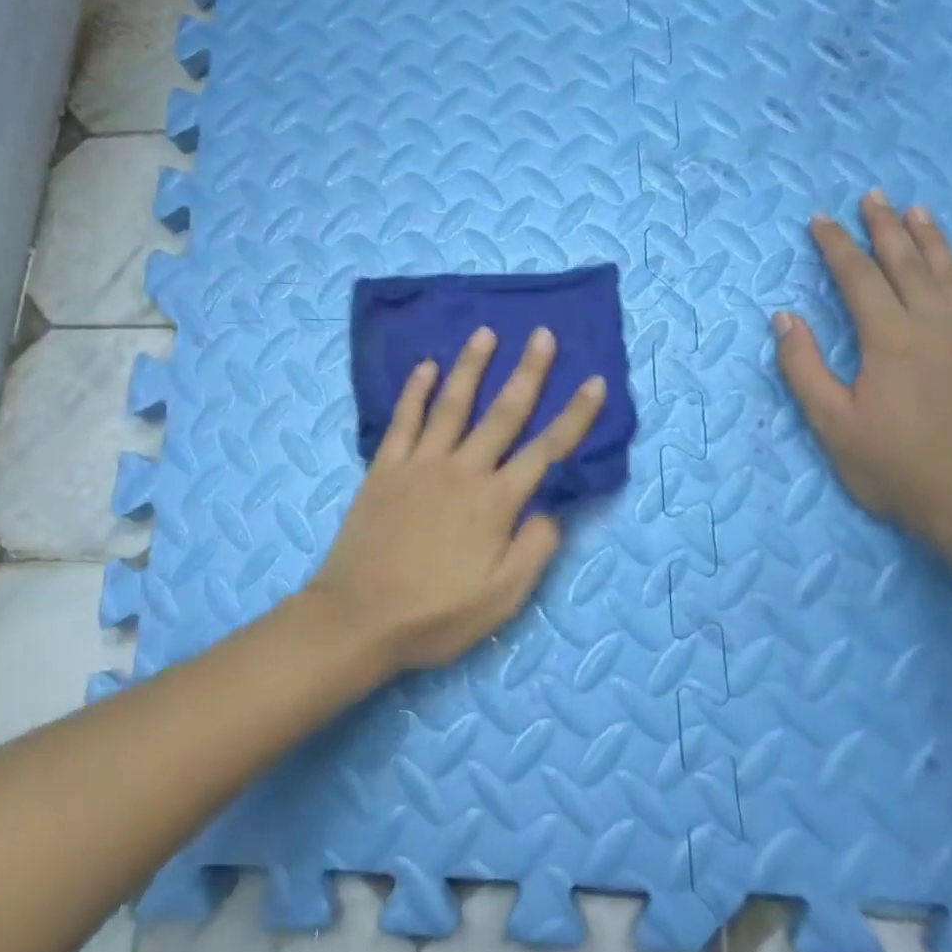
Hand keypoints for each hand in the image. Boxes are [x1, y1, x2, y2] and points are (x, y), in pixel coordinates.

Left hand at [309, 326, 606, 671]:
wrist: (358, 618)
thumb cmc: (435, 615)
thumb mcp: (501, 599)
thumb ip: (534, 550)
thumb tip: (552, 510)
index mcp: (495, 502)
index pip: (547, 450)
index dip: (575, 416)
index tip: (594, 382)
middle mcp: (462, 471)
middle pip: (503, 413)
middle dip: (528, 372)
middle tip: (542, 334)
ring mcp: (420, 464)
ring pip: (452, 405)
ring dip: (472, 367)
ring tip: (485, 333)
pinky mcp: (384, 468)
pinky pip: (403, 420)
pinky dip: (416, 390)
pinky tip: (426, 366)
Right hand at [773, 190, 951, 548]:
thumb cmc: (895, 469)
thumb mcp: (832, 424)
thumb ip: (804, 367)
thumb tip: (784, 317)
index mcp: (890, 340)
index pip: (858, 278)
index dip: (837, 246)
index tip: (820, 221)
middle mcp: (937, 326)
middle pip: (907, 263)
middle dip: (884, 228)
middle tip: (872, 196)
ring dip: (932, 239)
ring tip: (917, 210)